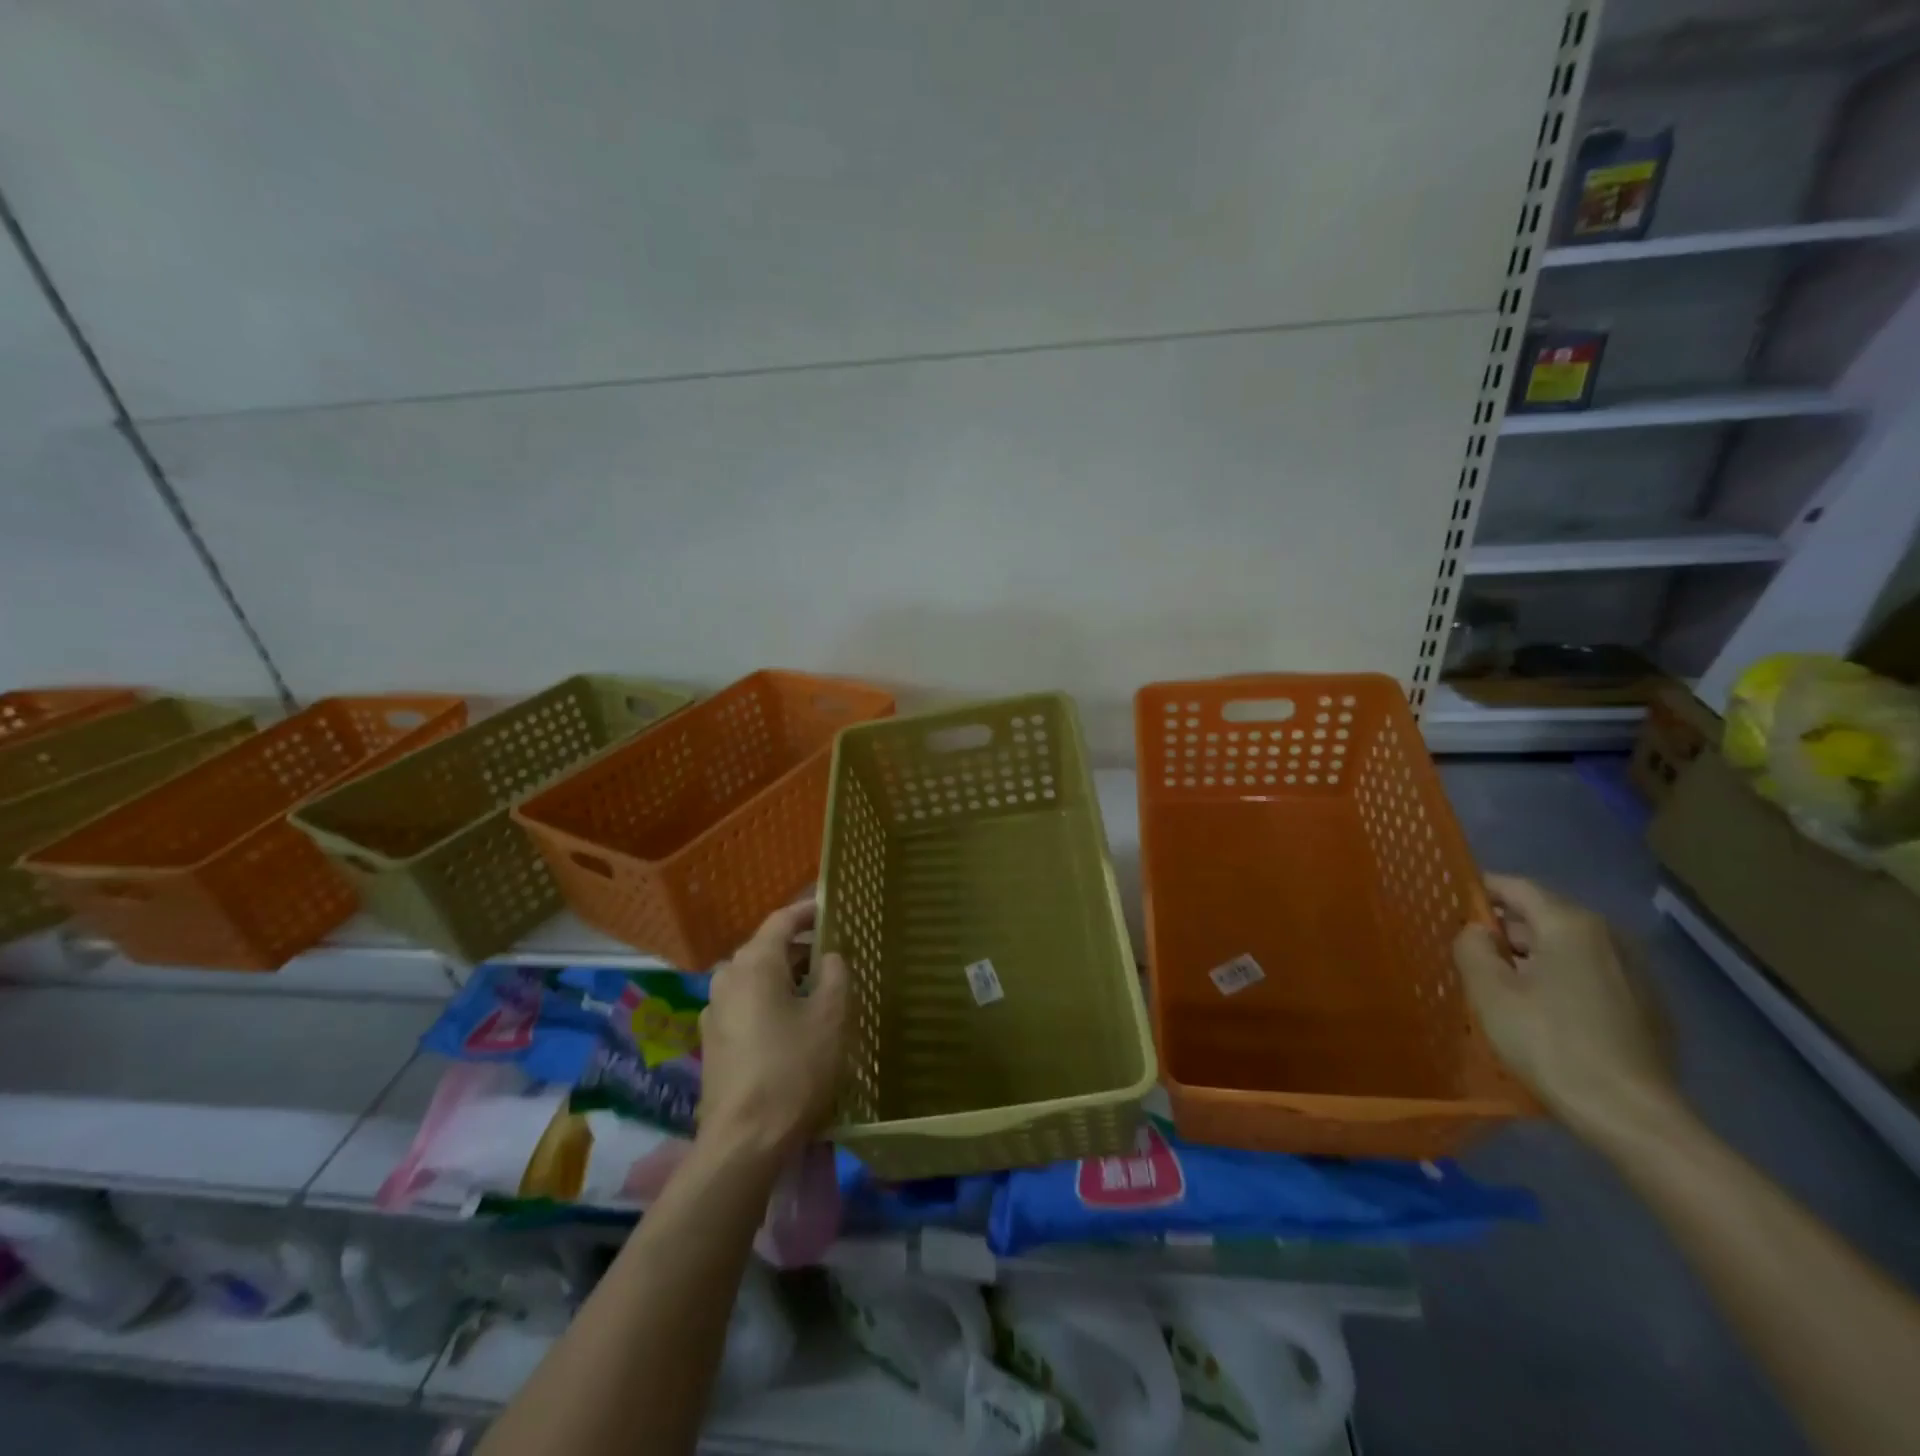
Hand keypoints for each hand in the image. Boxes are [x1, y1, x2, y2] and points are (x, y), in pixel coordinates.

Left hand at [697, 901, 848, 1159]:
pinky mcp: (713, 1042)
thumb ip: (835, 974)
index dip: (807, 911)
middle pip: (766, 948)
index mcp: (754, 963)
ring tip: (817, 989)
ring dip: (784, 976)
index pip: (781, 920)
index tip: (830, 908)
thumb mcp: (831, 1016)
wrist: (744, 1141)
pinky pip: (745, 1004)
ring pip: (755, 978)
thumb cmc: (794, 1069)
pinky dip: (769, 1000)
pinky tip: (791, 1023)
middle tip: (833, 955)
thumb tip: (829, 957)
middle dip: (799, 948)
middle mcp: (727, 978)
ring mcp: (715, 1011)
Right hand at [1453, 875, 1674, 1135]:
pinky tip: (1543, 1012)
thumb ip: (1472, 947)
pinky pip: (1590, 974)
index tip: (1450, 905)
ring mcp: (1635, 971)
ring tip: (1501, 985)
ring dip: (1532, 957)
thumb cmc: (1550, 1043)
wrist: (1632, 1116)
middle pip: (1542, 916)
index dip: (1479, 890)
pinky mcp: (1648, 1005)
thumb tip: (1478, 932)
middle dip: (1504, 929)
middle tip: (1469, 954)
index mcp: (1570, 924)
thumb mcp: (1489, 992)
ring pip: (1567, 947)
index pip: (1515, 887)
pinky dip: (1561, 979)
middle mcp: (1608, 937)